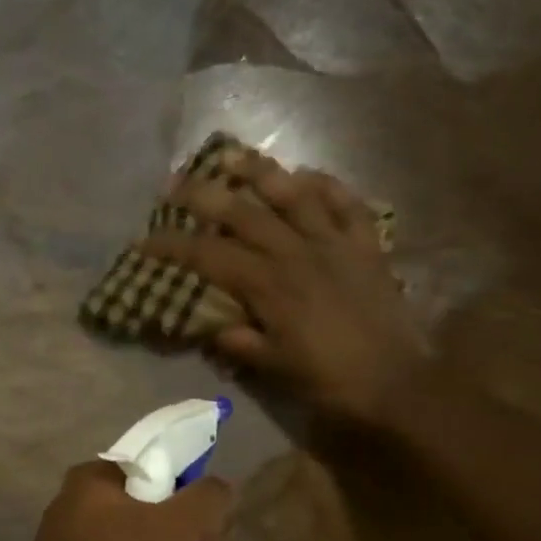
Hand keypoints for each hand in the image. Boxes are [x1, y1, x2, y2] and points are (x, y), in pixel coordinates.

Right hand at [141, 150, 426, 430]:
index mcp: (269, 286)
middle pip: (242, 213)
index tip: (143, 241)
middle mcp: (297, 253)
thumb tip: (213, 327)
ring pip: (294, 195)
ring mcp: (335, 244)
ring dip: (260, 172)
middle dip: (203, 196)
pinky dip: (328, 186)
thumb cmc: (329, 381)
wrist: (396, 384)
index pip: (209, 257)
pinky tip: (308, 174)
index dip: (173, 247)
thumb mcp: (274, 368)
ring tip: (233, 155)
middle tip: (174, 183)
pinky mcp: (366, 246)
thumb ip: (240, 343)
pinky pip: (347, 205)